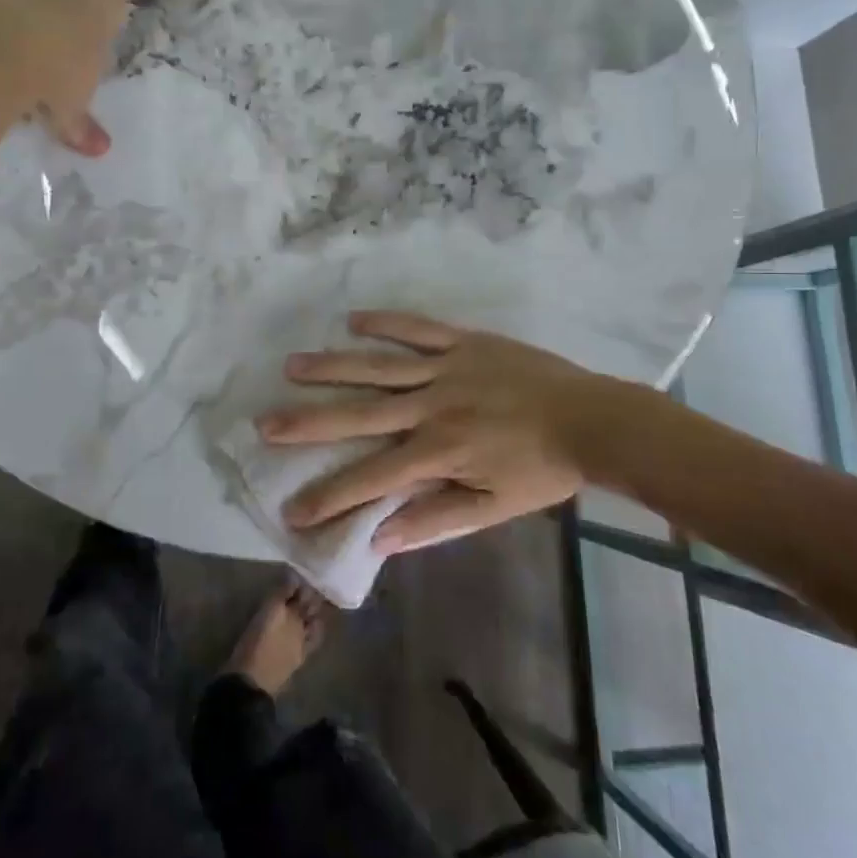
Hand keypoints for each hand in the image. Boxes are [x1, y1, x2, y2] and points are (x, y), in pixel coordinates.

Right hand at [259, 311, 607, 554]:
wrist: (592, 419)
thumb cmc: (542, 469)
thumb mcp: (493, 507)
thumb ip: (436, 520)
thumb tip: (380, 538)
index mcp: (438, 450)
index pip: (371, 477)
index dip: (329, 495)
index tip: (291, 509)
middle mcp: (431, 405)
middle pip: (360, 413)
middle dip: (309, 422)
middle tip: (265, 423)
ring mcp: (445, 368)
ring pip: (379, 366)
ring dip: (333, 366)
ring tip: (291, 365)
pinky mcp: (463, 343)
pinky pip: (418, 329)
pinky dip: (386, 323)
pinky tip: (353, 319)